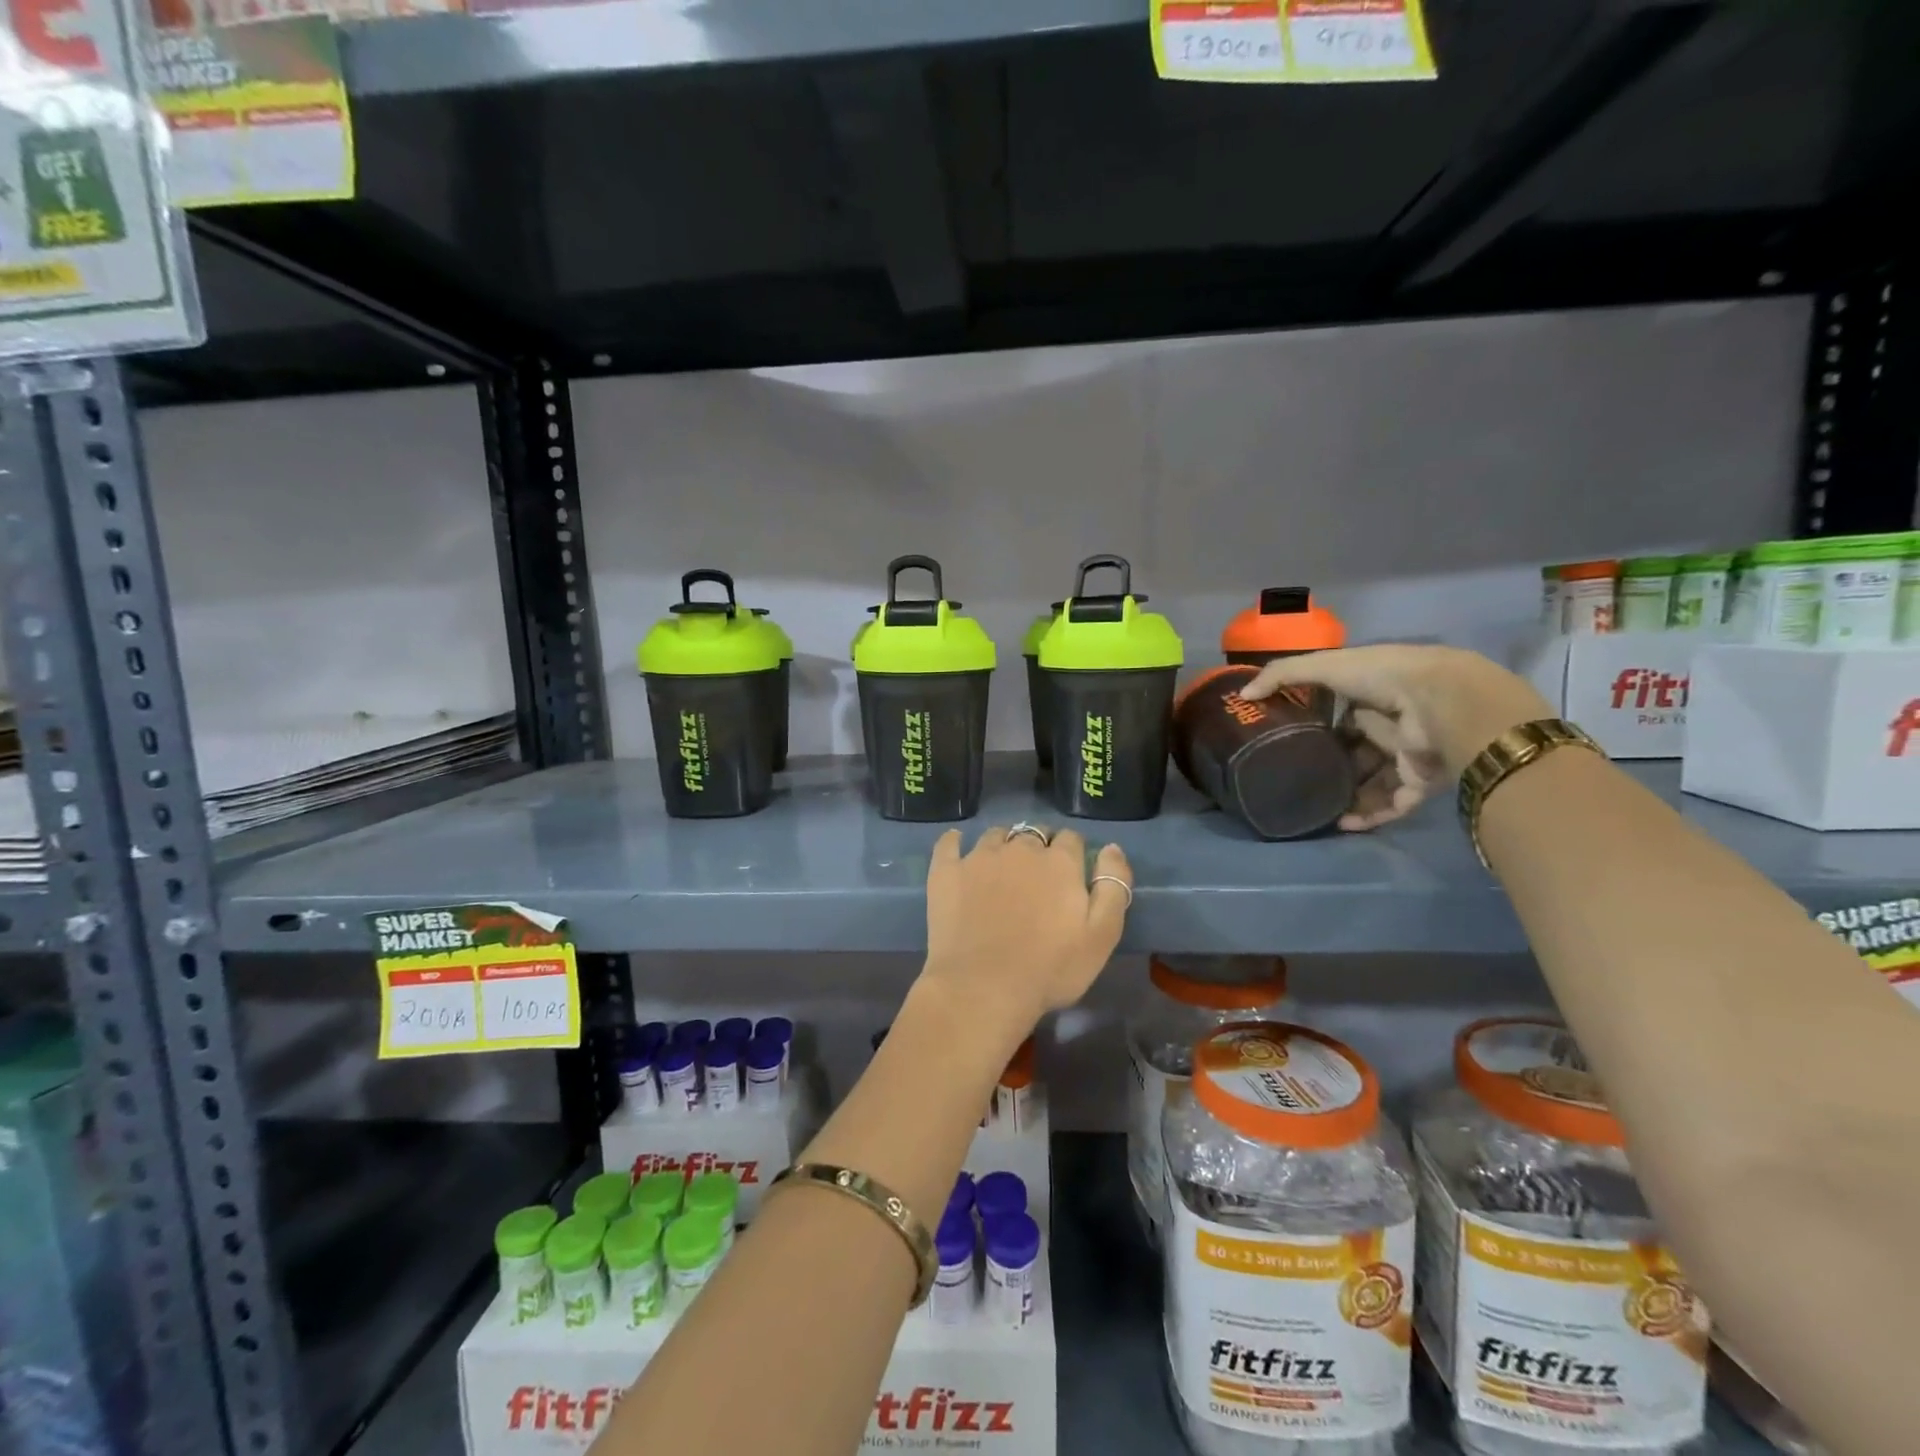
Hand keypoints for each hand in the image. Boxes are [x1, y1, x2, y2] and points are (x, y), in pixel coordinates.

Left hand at [921, 826, 1131, 1039]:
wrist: (983, 988)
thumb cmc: (1050, 968)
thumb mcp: (1103, 935)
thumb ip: (1113, 887)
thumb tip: (1112, 848)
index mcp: (1059, 861)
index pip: (1071, 839)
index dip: (1073, 853)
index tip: (1070, 875)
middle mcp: (1020, 848)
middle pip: (1034, 834)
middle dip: (1039, 848)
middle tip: (1037, 877)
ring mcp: (979, 857)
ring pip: (996, 836)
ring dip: (1003, 845)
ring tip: (1001, 868)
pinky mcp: (946, 871)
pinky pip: (949, 843)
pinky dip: (955, 842)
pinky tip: (957, 847)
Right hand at [1240, 645, 1552, 830]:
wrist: (1442, 702)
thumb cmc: (1383, 676)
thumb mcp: (1325, 666)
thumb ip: (1283, 675)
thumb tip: (1244, 695)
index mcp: (1372, 695)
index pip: (1342, 713)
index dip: (1316, 725)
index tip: (1288, 741)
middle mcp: (1390, 725)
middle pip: (1355, 751)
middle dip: (1330, 766)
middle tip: (1296, 779)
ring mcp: (1407, 756)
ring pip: (1372, 782)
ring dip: (1346, 796)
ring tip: (1314, 808)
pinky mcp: (1420, 782)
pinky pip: (1392, 805)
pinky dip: (1369, 815)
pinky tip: (1342, 823)